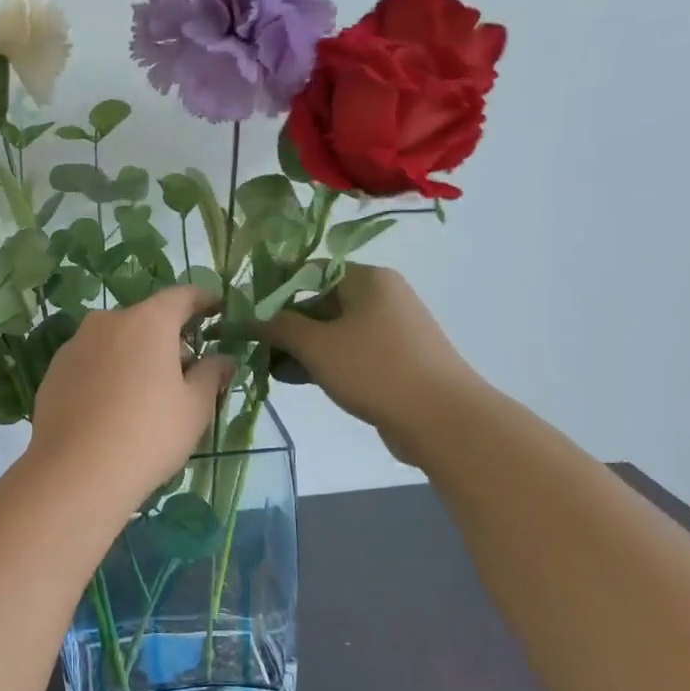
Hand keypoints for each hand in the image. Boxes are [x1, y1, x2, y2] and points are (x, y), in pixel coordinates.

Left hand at [26, 287, 234, 507]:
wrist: (76, 472)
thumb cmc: (149, 434)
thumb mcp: (194, 407)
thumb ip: (211, 374)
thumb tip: (222, 358)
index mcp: (147, 321)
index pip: (182, 296)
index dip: (203, 301)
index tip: (217, 309)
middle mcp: (107, 322)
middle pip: (146, 319)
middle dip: (168, 337)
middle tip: (186, 368)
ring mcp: (75, 345)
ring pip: (115, 341)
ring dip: (134, 355)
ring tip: (147, 393)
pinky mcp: (54, 372)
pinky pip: (91, 362)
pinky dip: (107, 373)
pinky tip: (113, 407)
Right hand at [259, 264, 483, 465]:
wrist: (442, 419)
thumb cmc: (375, 369)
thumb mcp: (317, 345)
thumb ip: (279, 327)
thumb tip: (250, 317)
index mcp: (368, 279)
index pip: (310, 272)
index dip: (275, 290)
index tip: (247, 313)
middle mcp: (382, 297)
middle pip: (320, 302)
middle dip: (285, 326)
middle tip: (255, 348)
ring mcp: (391, 330)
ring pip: (333, 331)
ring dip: (300, 348)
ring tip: (271, 370)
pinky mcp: (394, 360)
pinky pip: (349, 352)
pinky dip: (323, 362)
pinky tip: (298, 380)